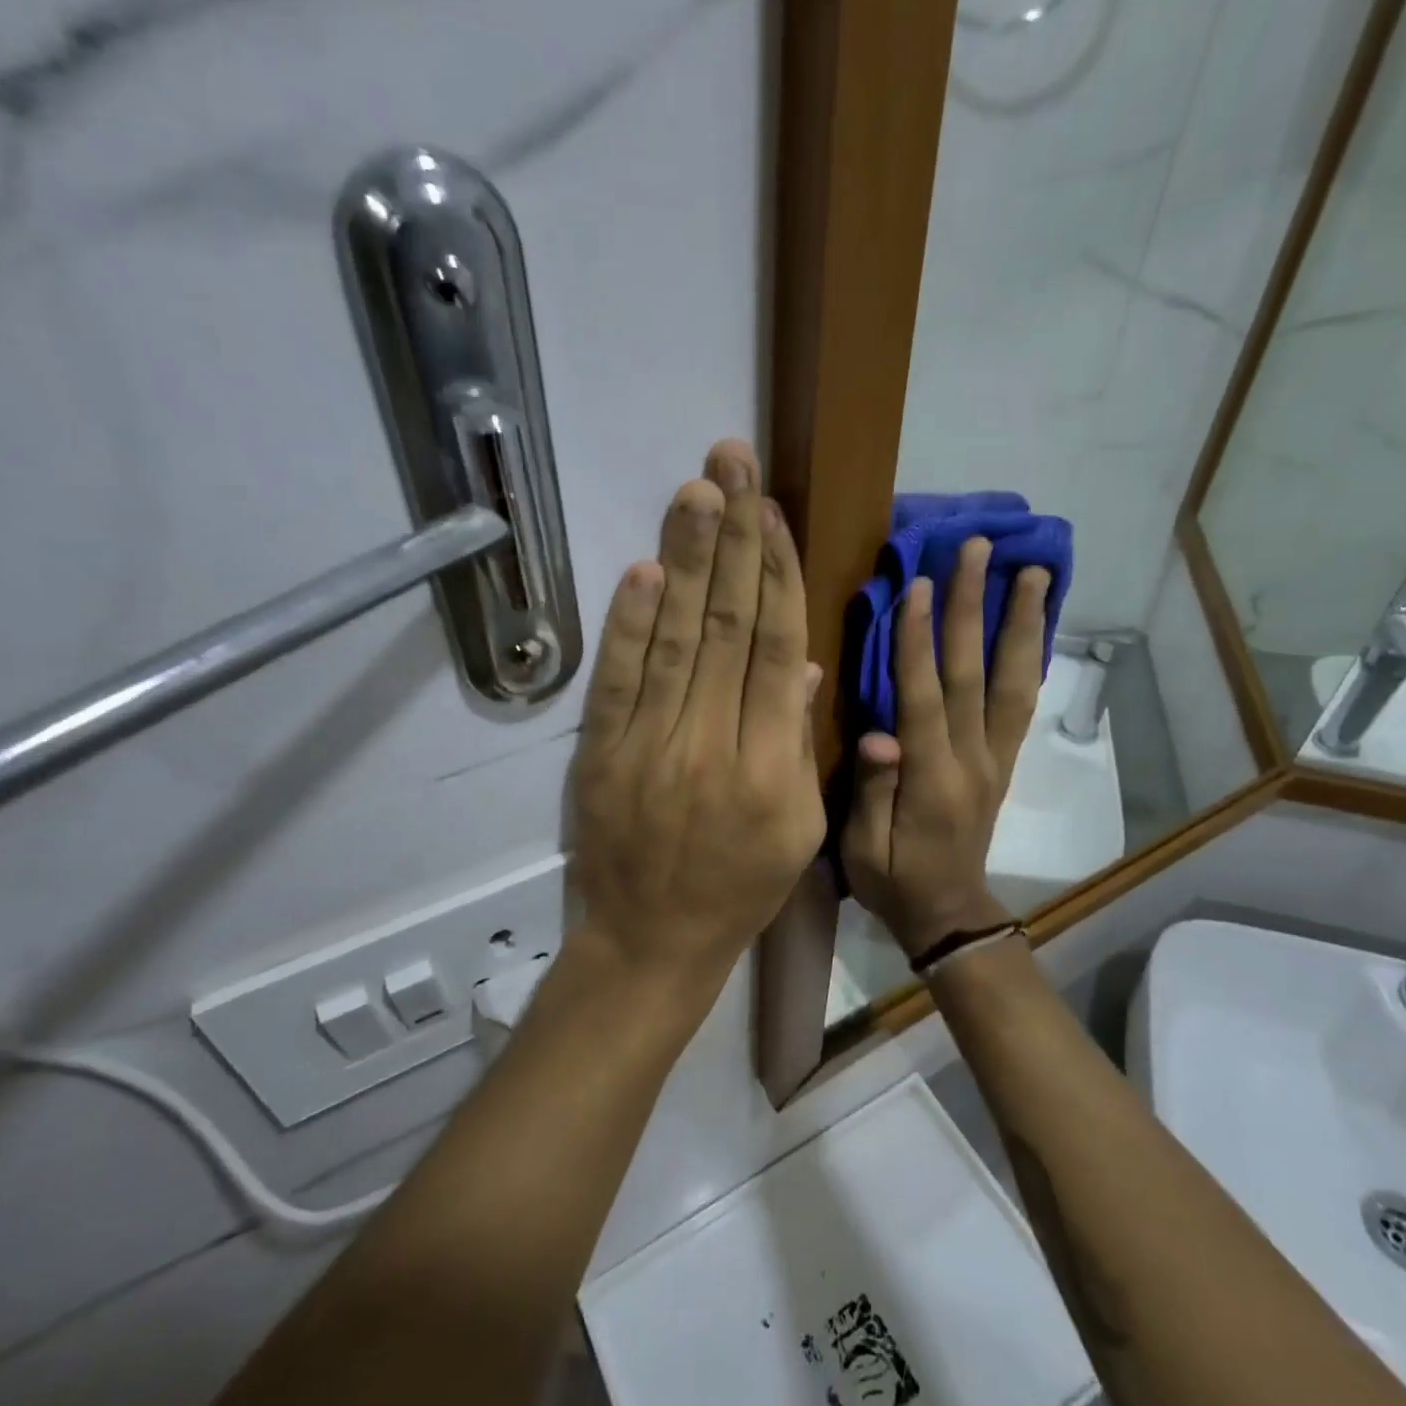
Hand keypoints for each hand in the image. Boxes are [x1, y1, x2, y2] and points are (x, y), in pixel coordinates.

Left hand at [568, 440, 825, 1003]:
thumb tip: (804, 662)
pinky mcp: (601, 755)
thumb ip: (800, 739)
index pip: (778, 648)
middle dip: (732, 538)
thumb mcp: (800, 827)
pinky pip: (617, 681)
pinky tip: (643, 569)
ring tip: (696, 491)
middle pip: (728, 626)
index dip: (776, 573)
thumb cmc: (740, 888)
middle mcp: (714, 744)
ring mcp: (650, 746)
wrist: (651, 943)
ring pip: (675, 638)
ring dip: (685, 560)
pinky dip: (628, 624)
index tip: (771, 512)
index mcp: (773, 765)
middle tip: (732, 461)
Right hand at [843, 540, 1049, 959]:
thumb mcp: (863, 849)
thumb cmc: (894, 881)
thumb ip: (872, 791)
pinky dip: (1029, 657)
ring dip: (1022, 624)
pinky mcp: (1004, 760)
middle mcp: (973, 760)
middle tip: (979, 551)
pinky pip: (1021, 702)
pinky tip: (1033, 625)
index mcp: (932, 780)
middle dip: (975, 608)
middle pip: (975, 674)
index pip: (925, 698)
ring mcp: (996, 758)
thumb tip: (877, 735)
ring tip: (1033, 572)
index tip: (918, 584)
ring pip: (1012, 681)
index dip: (918, 641)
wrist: (949, 914)